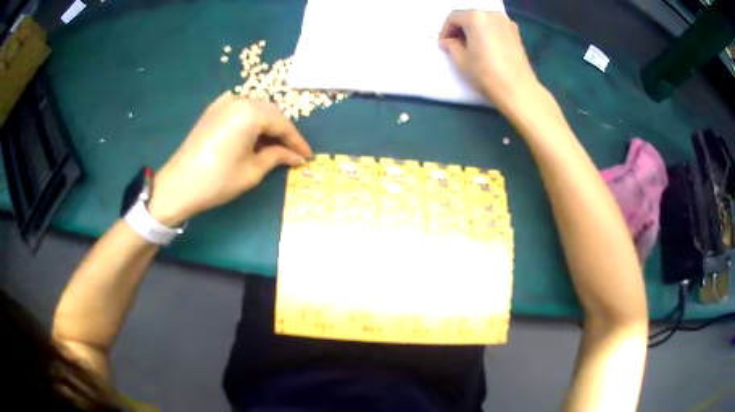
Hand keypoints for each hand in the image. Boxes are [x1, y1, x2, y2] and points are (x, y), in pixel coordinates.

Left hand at [148, 92, 311, 225]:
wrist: (178, 185)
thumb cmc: (217, 180)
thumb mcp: (252, 171)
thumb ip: (277, 157)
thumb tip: (296, 156)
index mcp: (250, 112)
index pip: (283, 124)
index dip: (297, 141)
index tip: (307, 156)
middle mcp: (239, 99)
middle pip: (271, 112)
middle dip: (284, 132)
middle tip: (293, 152)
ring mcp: (224, 102)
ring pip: (257, 109)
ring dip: (269, 126)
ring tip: (276, 147)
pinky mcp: (214, 109)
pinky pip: (241, 110)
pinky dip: (252, 121)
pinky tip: (255, 136)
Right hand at [439, 11, 544, 114]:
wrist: (518, 90)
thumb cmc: (486, 73)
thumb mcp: (460, 60)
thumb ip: (450, 46)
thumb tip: (448, 42)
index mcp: (475, 17)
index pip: (453, 18)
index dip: (445, 31)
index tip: (443, 45)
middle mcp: (492, 15)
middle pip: (469, 17)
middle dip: (460, 29)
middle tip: (455, 46)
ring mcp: (506, 23)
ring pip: (484, 22)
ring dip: (474, 31)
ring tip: (471, 48)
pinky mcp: (516, 34)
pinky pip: (495, 28)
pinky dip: (488, 34)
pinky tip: (486, 49)